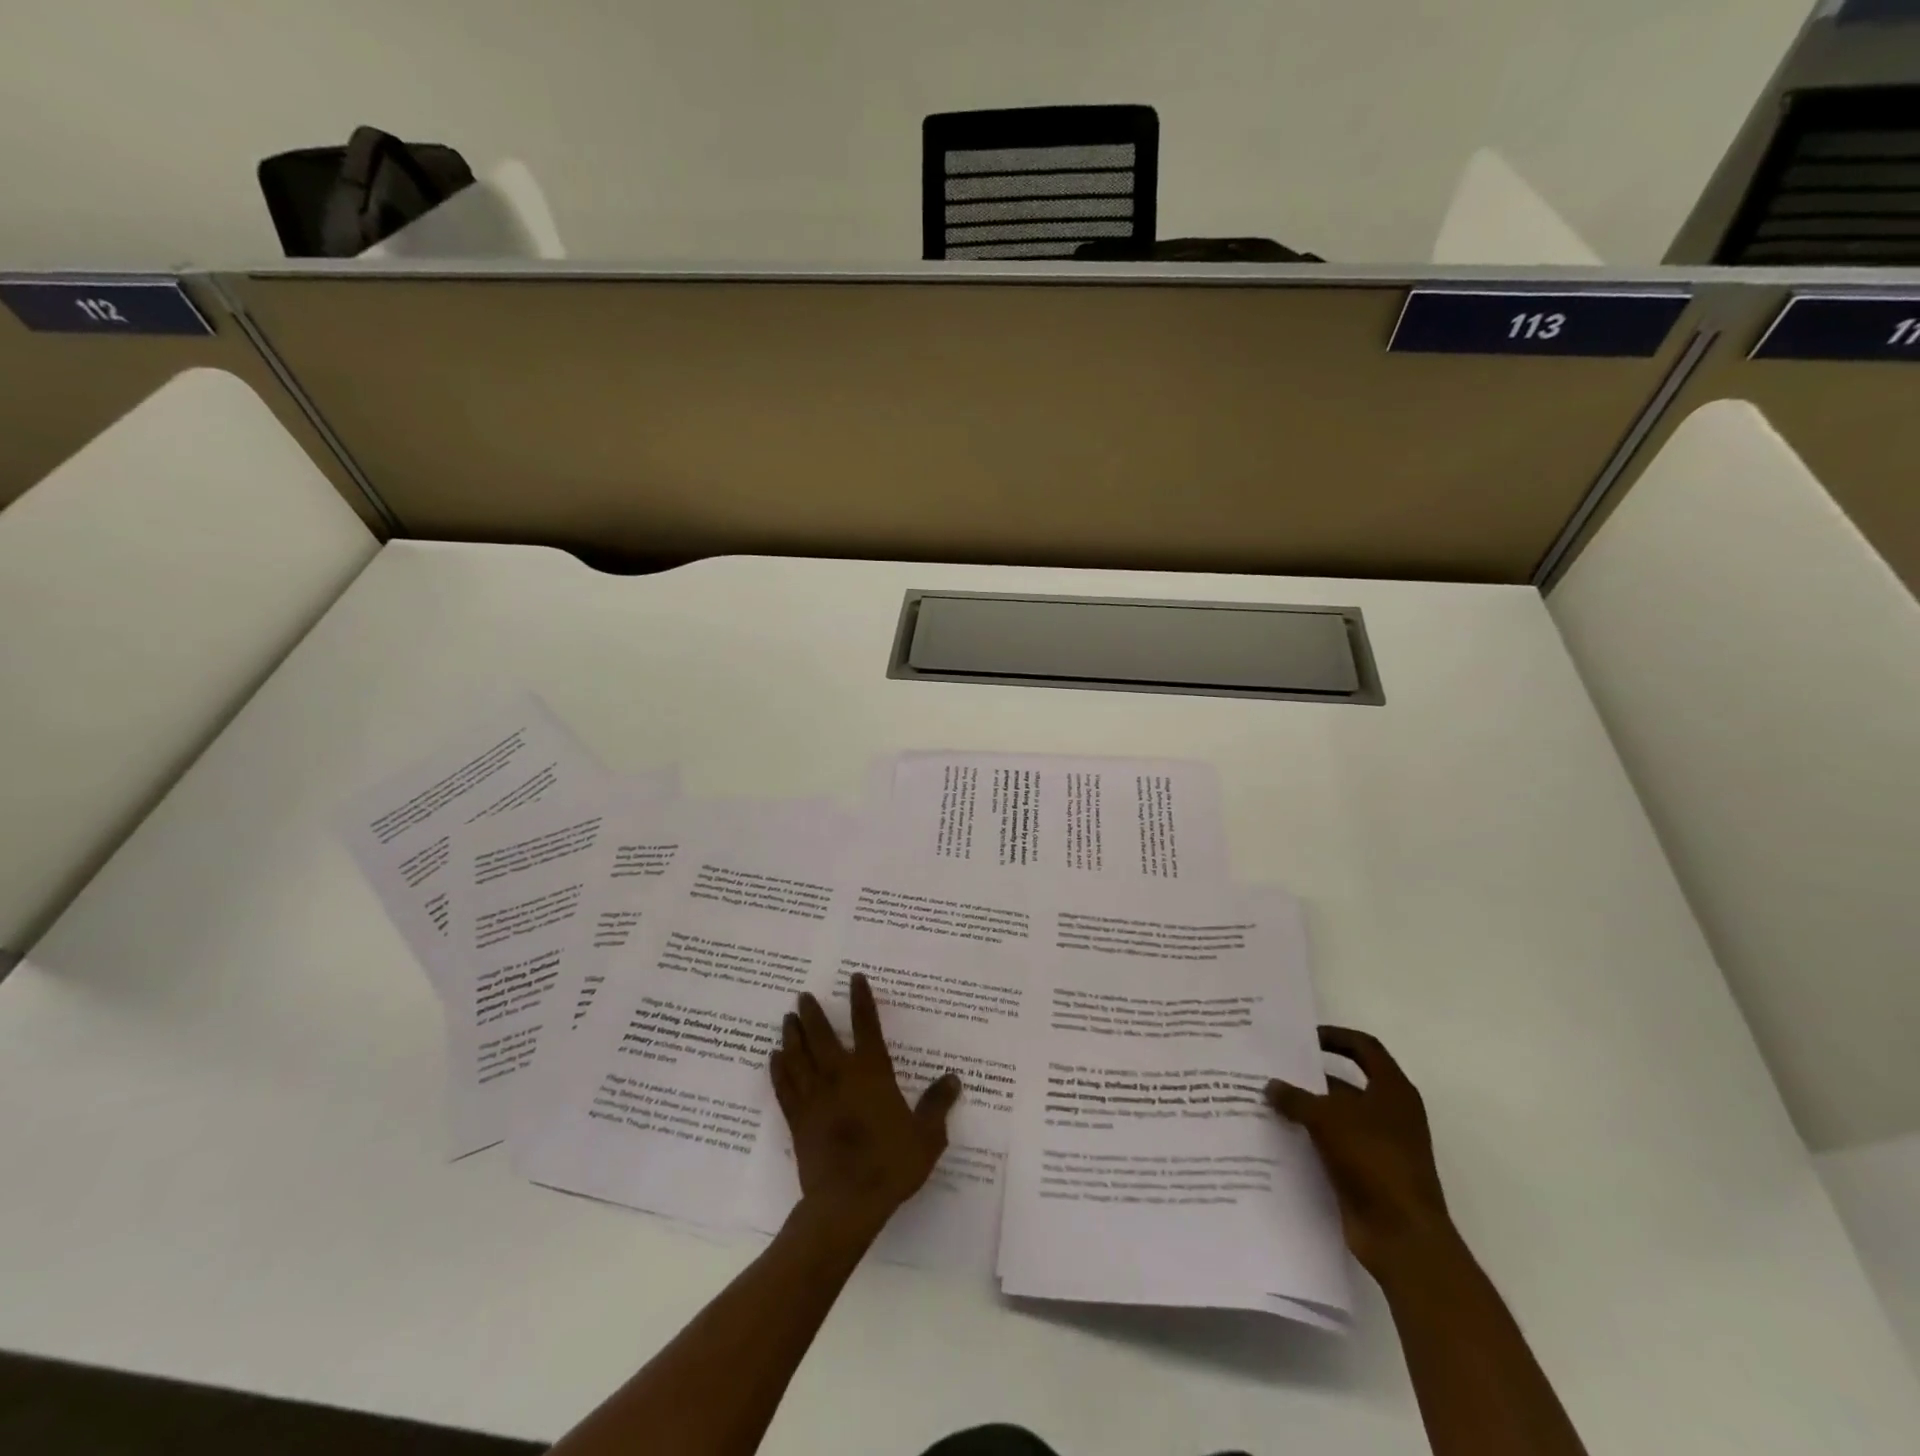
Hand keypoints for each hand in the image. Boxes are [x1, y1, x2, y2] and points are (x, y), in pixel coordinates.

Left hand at [769, 974, 961, 1239]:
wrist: (847, 1203)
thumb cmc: (891, 1164)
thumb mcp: (926, 1136)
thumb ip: (937, 1104)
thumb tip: (953, 1079)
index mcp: (872, 1073)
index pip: (867, 1026)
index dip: (861, 1000)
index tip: (855, 978)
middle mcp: (840, 1076)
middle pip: (822, 1036)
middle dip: (813, 1013)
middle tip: (804, 995)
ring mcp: (815, 1097)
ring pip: (798, 1057)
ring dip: (792, 1035)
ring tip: (787, 1018)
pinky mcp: (798, 1120)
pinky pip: (784, 1087)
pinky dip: (778, 1070)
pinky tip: (773, 1058)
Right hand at [1268, 1026, 1454, 1280]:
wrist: (1403, 1236)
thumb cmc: (1373, 1160)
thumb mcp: (1328, 1118)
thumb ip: (1296, 1098)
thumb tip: (1271, 1086)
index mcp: (1393, 1091)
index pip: (1364, 1047)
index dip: (1335, 1037)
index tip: (1302, 1038)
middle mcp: (1389, 1114)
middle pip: (1345, 1083)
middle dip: (1309, 1076)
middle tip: (1271, 1068)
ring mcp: (1378, 1146)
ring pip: (1335, 1116)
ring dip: (1305, 1110)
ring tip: (1265, 1101)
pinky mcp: (1365, 1174)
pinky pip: (1331, 1145)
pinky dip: (1308, 1139)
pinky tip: (1277, 1136)